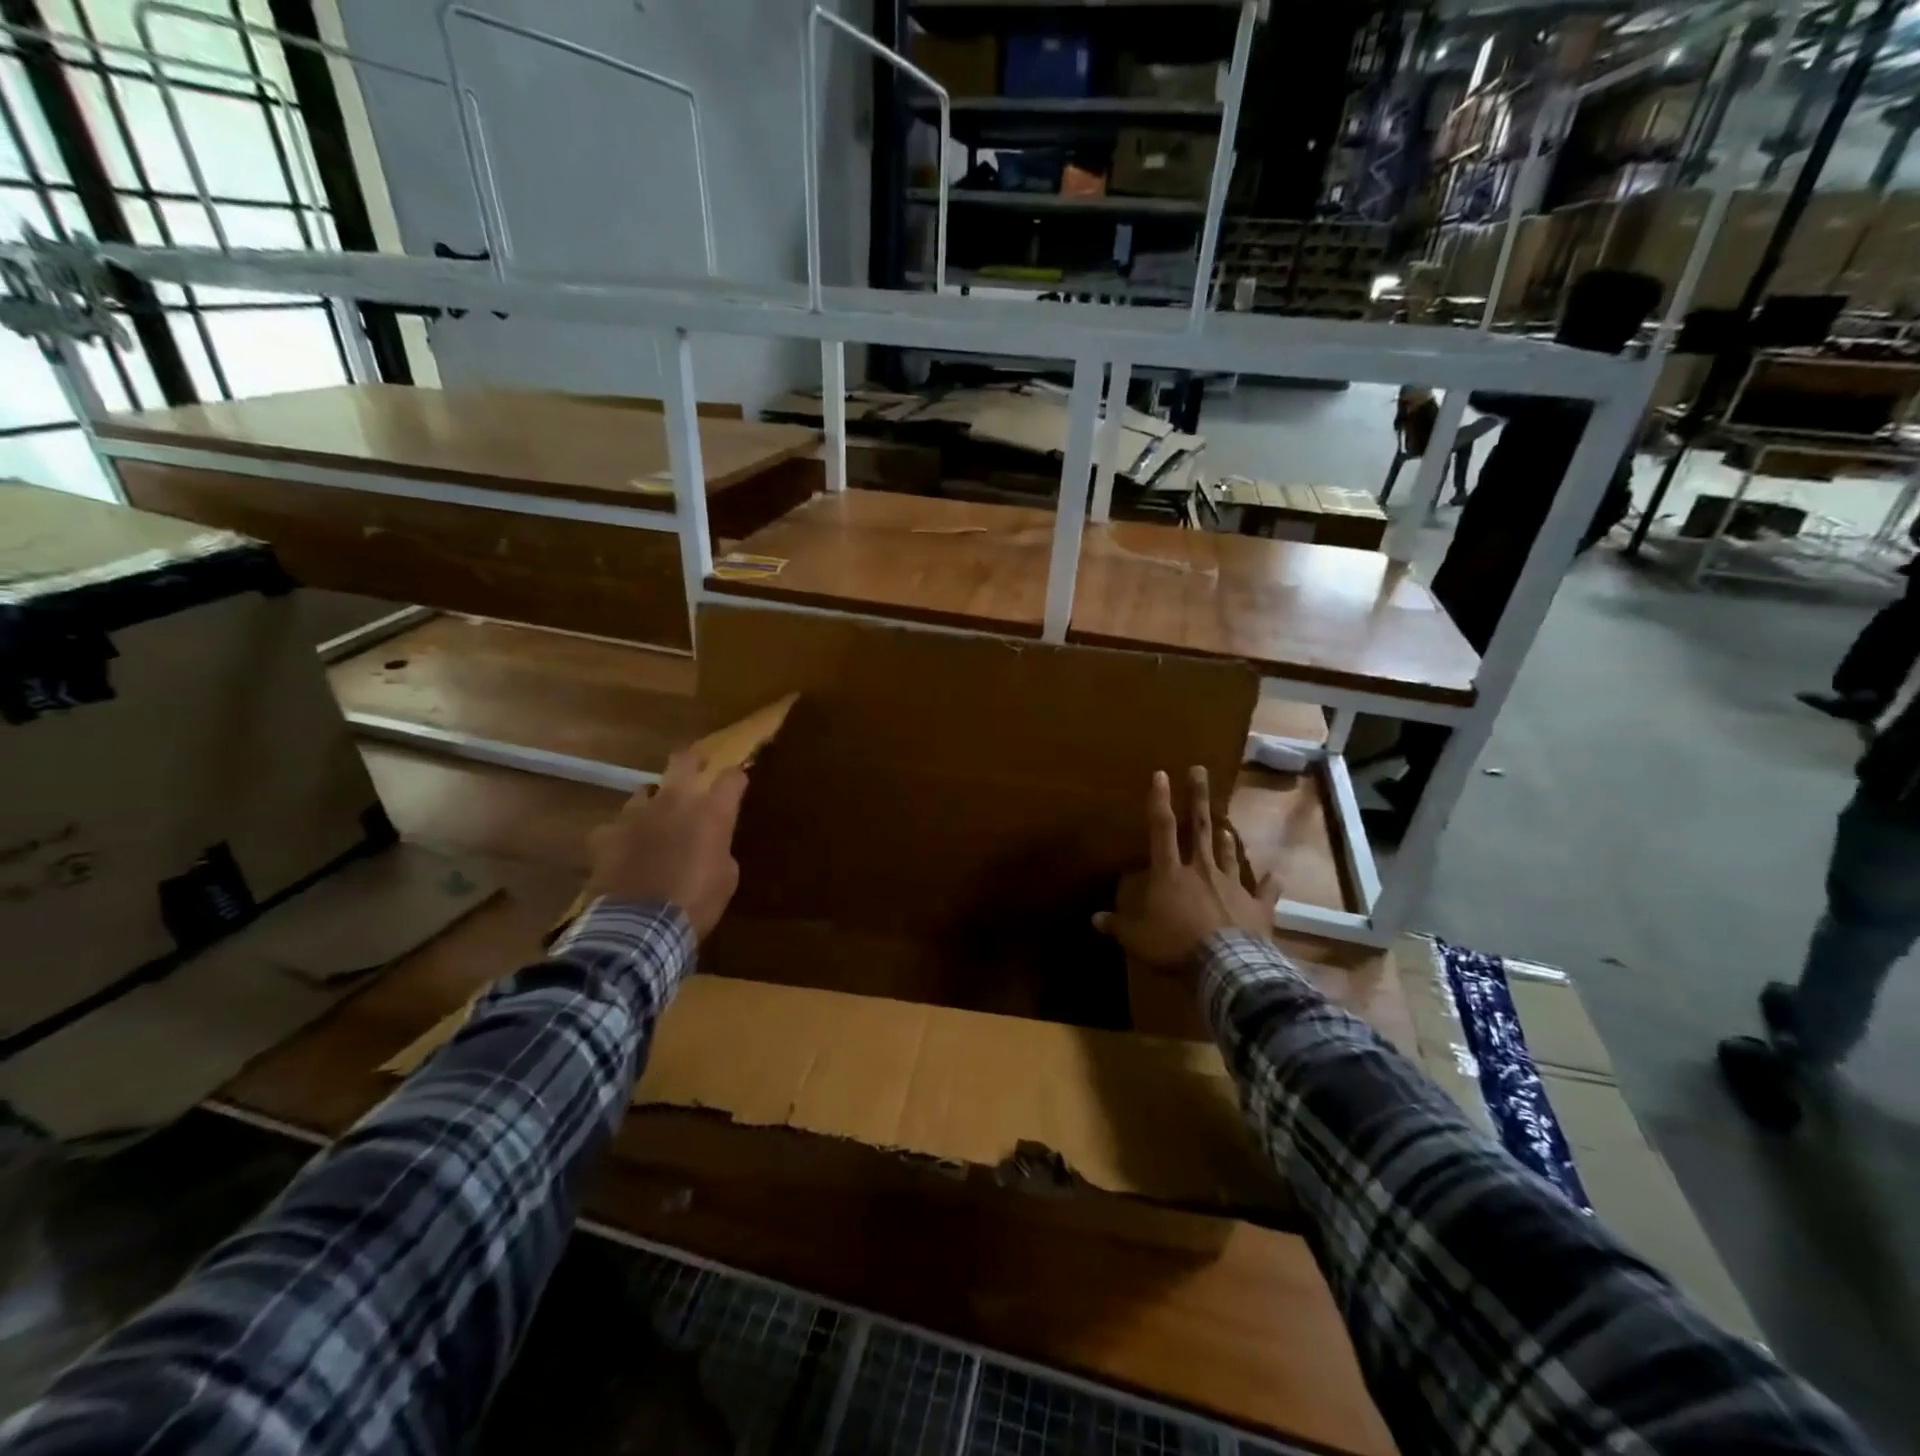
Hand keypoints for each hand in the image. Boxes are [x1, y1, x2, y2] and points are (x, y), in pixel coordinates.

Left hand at [584, 750, 748, 939]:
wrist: (641, 927)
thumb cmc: (697, 903)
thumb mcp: (726, 878)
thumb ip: (719, 849)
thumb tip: (710, 844)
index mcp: (711, 811)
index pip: (732, 777)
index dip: (736, 778)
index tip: (738, 784)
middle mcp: (675, 801)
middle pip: (683, 759)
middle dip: (692, 759)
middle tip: (696, 766)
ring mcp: (636, 814)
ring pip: (645, 791)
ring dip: (653, 803)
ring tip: (653, 820)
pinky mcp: (606, 834)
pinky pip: (614, 827)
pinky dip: (620, 836)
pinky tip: (621, 851)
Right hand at [1094, 766, 1278, 968]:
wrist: (1226, 966)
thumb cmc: (1175, 945)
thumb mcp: (1137, 939)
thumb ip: (1118, 926)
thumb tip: (1095, 919)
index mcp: (1171, 873)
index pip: (1161, 828)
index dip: (1159, 800)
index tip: (1161, 773)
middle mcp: (1202, 870)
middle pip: (1199, 828)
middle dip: (1197, 798)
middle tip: (1200, 770)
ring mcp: (1233, 886)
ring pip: (1228, 855)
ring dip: (1227, 840)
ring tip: (1226, 826)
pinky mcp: (1257, 907)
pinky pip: (1264, 892)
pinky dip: (1269, 884)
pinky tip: (1276, 876)